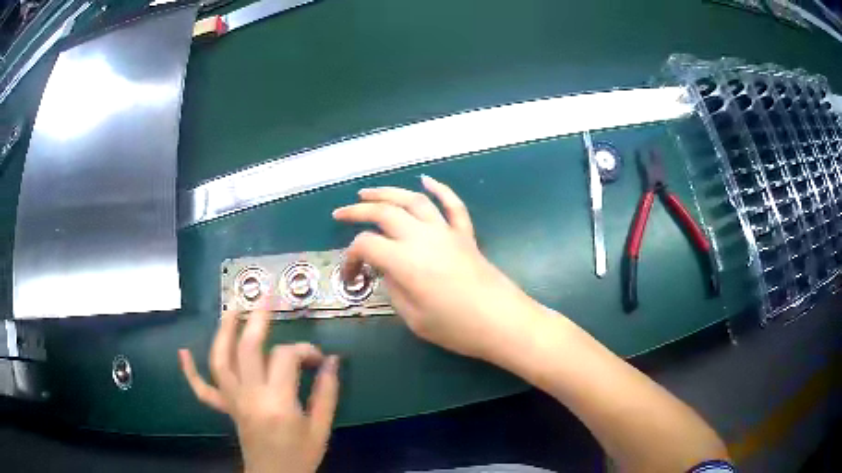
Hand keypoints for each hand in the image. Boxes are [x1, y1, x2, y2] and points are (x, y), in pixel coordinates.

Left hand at [179, 309, 338, 472]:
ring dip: (223, 332)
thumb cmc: (301, 456)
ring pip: (220, 361)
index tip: (318, 356)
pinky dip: (190, 372)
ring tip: (231, 310)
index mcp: (277, 402)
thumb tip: (333, 361)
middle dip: (256, 320)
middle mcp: (250, 396)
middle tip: (265, 299)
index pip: (285, 358)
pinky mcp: (226, 409)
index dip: (304, 349)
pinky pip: (203, 390)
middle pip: (247, 349)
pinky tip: (183, 352)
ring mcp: (233, 402)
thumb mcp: (321, 428)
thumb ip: (327, 394)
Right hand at [333, 175, 535, 360]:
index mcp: (404, 260)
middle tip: (340, 214)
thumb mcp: (413, 317)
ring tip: (368, 192)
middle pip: (384, 212)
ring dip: (388, 192)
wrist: (502, 321)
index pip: (366, 245)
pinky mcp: (465, 234)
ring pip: (414, 200)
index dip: (351, 258)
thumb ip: (393, 288)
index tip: (351, 276)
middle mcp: (422, 237)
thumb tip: (386, 270)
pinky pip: (452, 205)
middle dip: (358, 211)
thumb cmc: (456, 327)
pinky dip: (440, 189)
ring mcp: (446, 232)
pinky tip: (426, 179)